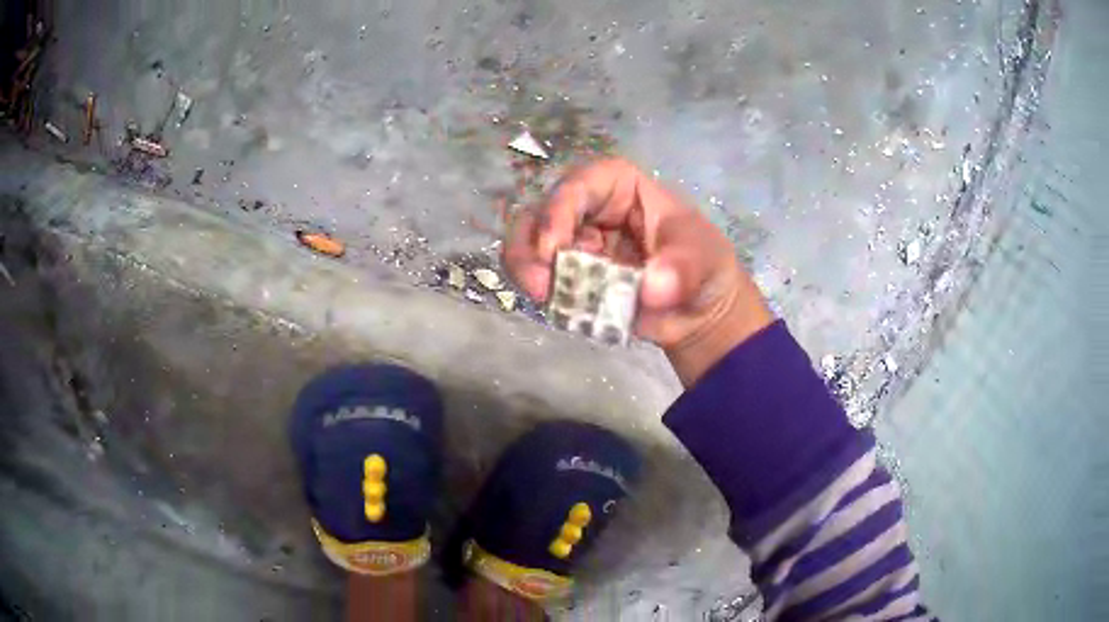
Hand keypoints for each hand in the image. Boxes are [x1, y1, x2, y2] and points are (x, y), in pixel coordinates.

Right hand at [504, 159, 773, 385]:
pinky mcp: (568, 277)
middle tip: (540, 282)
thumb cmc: (703, 265)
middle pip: (541, 212)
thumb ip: (681, 270)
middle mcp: (589, 210)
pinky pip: (538, 278)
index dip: (559, 209)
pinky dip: (540, 292)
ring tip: (543, 296)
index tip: (554, 247)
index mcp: (619, 187)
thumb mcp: (702, 259)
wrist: (699, 311)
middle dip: (532, 245)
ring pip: (528, 243)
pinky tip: (558, 308)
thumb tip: (651, 288)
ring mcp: (574, 244)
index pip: (580, 184)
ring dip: (526, 268)